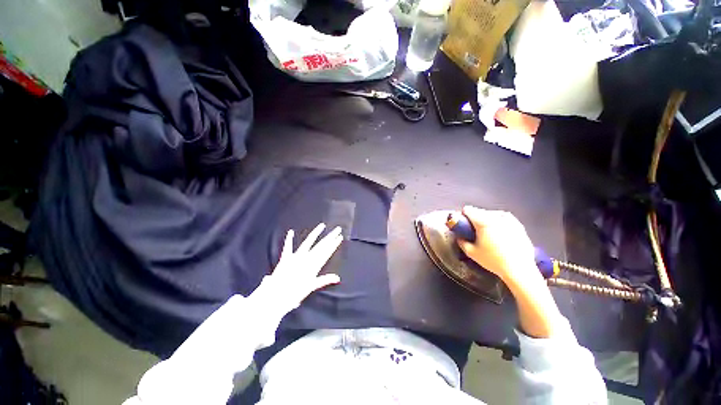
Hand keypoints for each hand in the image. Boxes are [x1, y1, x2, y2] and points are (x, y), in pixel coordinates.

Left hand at [266, 223, 342, 308]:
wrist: (275, 295)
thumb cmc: (294, 293)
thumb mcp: (311, 287)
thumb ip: (324, 280)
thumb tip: (338, 278)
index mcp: (313, 265)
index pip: (327, 252)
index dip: (334, 244)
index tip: (340, 237)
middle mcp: (306, 258)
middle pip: (321, 245)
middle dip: (330, 237)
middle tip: (337, 229)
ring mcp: (296, 256)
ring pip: (308, 242)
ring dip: (316, 233)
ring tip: (322, 226)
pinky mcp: (286, 257)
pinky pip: (288, 246)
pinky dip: (289, 239)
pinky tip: (291, 232)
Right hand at [458, 207, 558, 337]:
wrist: (525, 275)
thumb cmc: (495, 264)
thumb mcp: (472, 253)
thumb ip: (462, 241)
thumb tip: (458, 235)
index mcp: (485, 220)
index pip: (467, 210)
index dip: (463, 219)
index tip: (464, 229)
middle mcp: (499, 216)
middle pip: (479, 213)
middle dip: (475, 223)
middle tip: (475, 238)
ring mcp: (511, 221)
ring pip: (491, 217)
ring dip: (487, 226)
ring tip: (489, 242)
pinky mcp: (520, 227)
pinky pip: (503, 222)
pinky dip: (498, 228)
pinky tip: (501, 243)